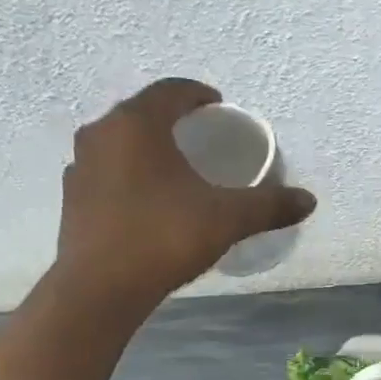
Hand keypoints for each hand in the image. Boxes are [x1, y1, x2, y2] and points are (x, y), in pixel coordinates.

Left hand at [51, 79, 314, 307]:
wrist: (101, 289)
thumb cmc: (164, 236)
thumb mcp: (227, 218)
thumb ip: (269, 205)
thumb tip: (309, 201)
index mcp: (137, 124)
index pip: (170, 91)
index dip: (197, 94)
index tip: (217, 105)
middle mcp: (101, 134)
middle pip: (142, 113)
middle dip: (172, 119)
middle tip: (200, 136)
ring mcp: (80, 166)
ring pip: (120, 142)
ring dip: (147, 147)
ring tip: (175, 167)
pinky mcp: (71, 198)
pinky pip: (107, 171)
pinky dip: (129, 174)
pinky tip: (148, 199)